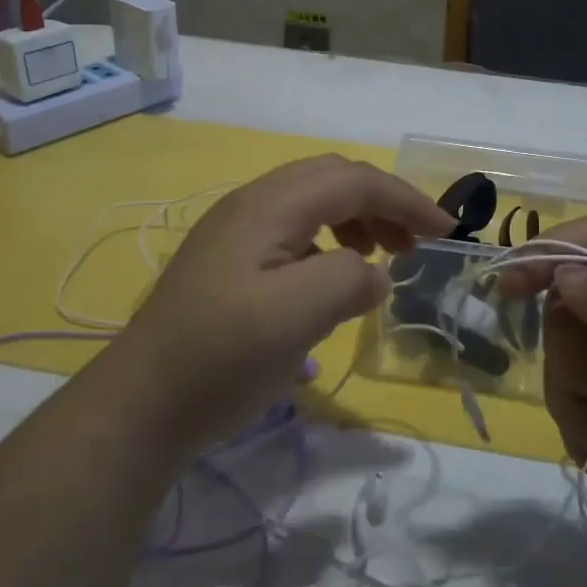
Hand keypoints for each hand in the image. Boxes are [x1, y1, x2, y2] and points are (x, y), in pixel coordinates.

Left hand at [102, 155, 453, 452]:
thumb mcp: (296, 317)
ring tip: (378, 259)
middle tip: (414, 244)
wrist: (140, 406)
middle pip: (332, 179)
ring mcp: (235, 231)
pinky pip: (292, 231)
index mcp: (269, 206)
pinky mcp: (228, 261)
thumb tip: (374, 275)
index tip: (446, 231)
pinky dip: (327, 242)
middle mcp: (251, 204)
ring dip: (355, 219)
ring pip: (311, 202)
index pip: (353, 181)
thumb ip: (348, 280)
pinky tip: (330, 279)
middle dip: (382, 203)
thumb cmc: (221, 358)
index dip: (405, 200)